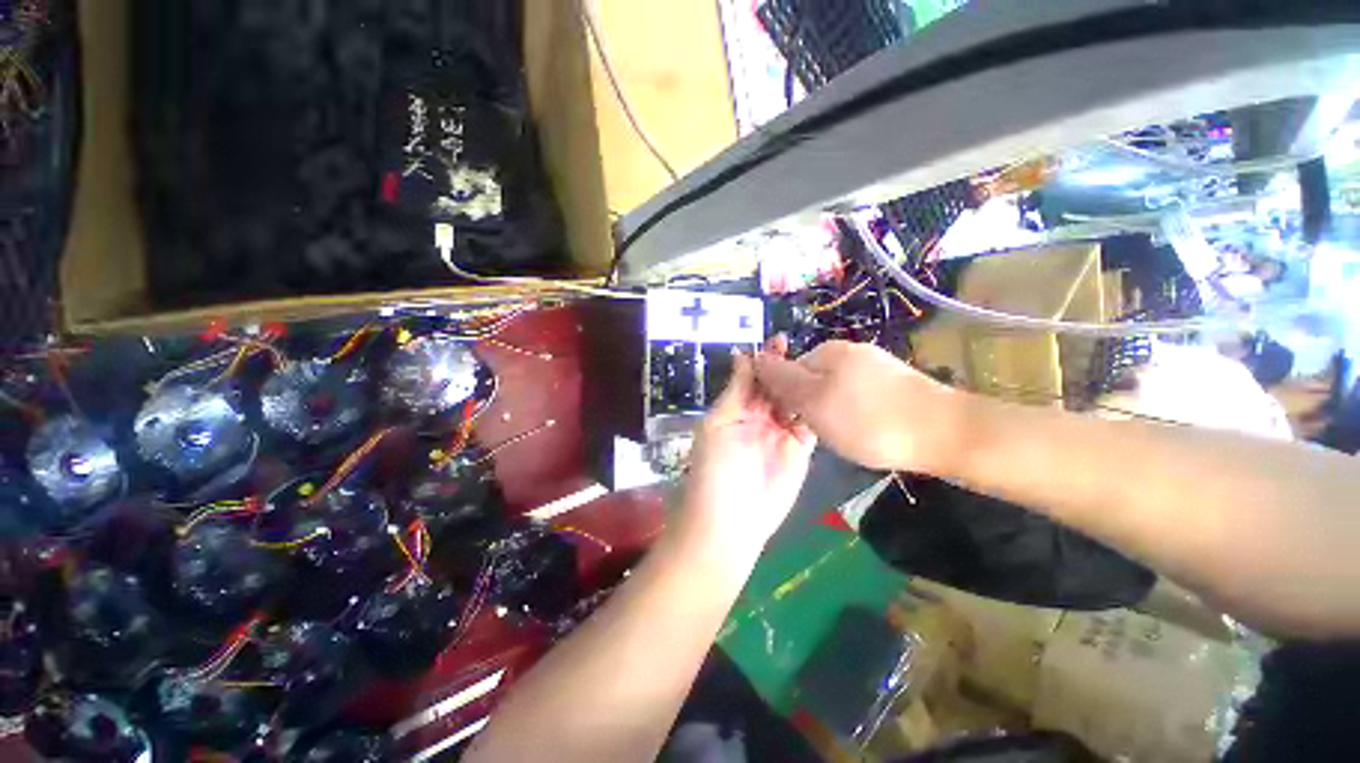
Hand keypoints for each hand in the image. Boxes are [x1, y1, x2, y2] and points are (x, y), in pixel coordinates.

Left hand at [677, 350, 816, 566]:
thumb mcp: (719, 423)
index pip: (753, 377)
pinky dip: (817, 409)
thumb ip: (736, 391)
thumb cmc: (716, 468)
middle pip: (776, 387)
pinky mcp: (800, 450)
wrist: (731, 521)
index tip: (780, 340)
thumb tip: (742, 355)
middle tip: (806, 349)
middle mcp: (759, 417)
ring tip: (821, 366)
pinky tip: (828, 392)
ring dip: (805, 386)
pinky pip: (810, 424)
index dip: (765, 359)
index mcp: (736, 408)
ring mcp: (781, 433)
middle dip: (788, 368)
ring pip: (795, 402)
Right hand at [753, 340, 966, 474]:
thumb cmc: (867, 419)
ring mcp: (875, 365)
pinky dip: (856, 413)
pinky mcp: (895, 382)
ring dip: (832, 410)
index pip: (788, 369)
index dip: (786, 397)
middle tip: (823, 429)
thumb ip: (782, 379)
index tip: (797, 421)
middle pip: (812, 379)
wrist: (944, 433)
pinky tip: (869, 428)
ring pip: (835, 389)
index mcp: (827, 351)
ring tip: (847, 433)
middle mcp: (850, 351)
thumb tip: (756, 358)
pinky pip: (859, 396)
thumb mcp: (813, 400)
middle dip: (810, 404)